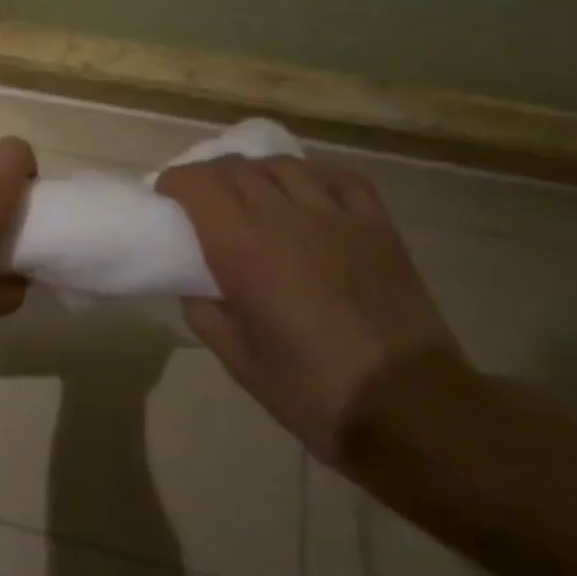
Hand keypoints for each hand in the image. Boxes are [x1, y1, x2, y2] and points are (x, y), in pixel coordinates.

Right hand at [156, 155, 460, 465]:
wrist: (410, 409)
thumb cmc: (312, 390)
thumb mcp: (238, 360)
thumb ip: (205, 312)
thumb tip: (196, 286)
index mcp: (242, 248)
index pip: (197, 184)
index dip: (174, 182)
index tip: (167, 198)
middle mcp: (284, 217)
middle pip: (235, 168)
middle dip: (209, 176)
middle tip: (202, 200)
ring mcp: (335, 216)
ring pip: (283, 166)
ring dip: (256, 173)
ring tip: (252, 194)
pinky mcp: (377, 225)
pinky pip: (338, 178)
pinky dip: (313, 176)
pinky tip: (307, 193)